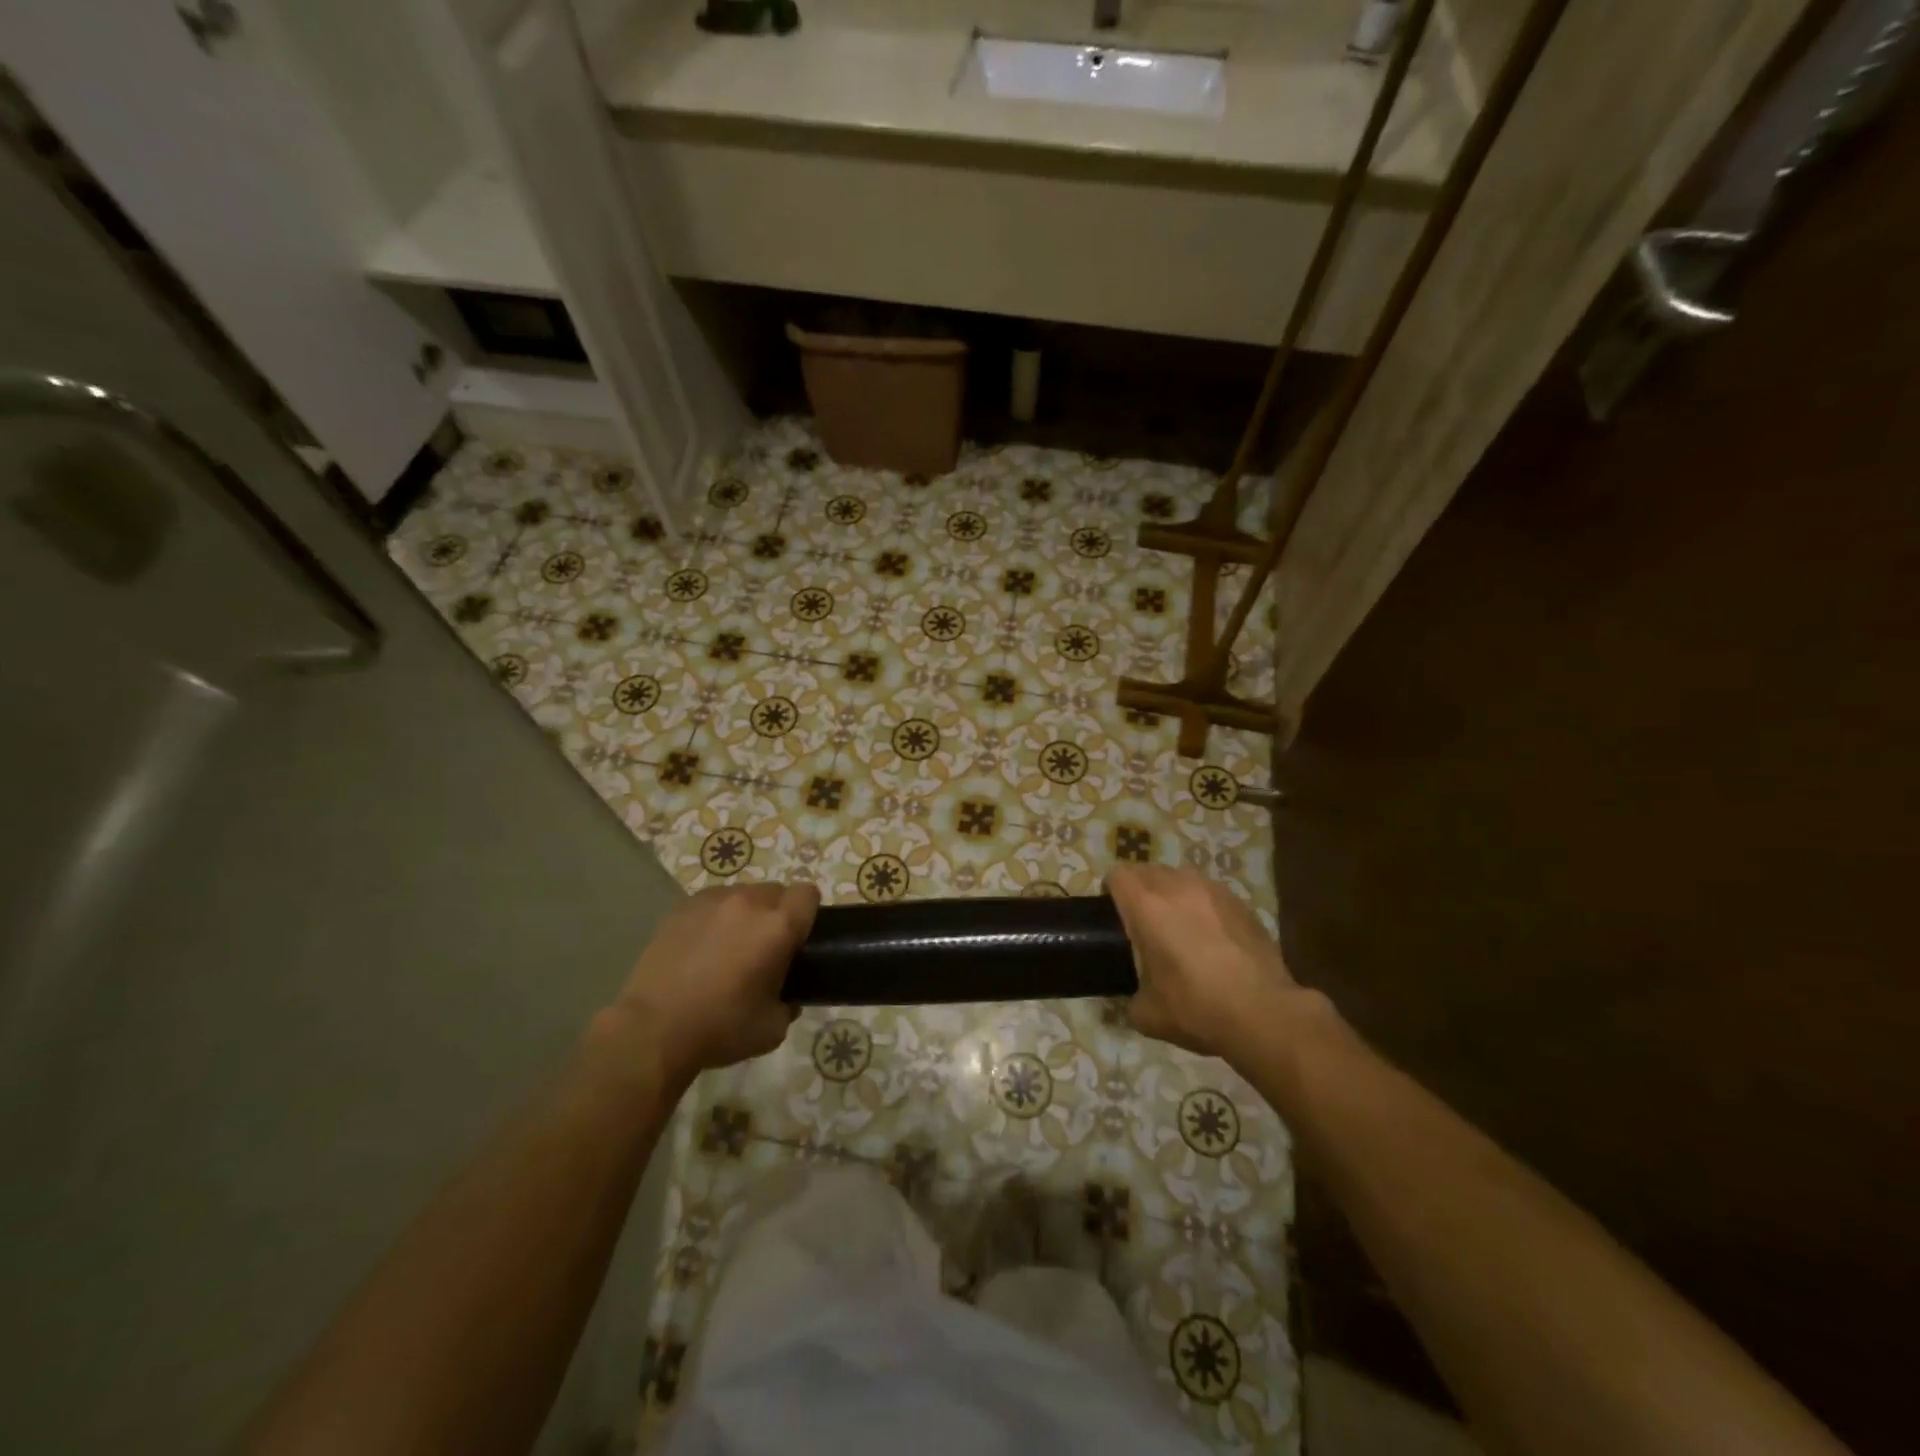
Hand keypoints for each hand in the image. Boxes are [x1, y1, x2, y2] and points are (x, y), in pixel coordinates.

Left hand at [613, 882, 818, 1084]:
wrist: (653, 1029)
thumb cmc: (720, 1027)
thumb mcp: (772, 1028)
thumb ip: (790, 1005)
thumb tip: (787, 998)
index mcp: (778, 926)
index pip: (808, 894)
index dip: (808, 913)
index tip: (798, 937)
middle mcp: (749, 902)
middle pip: (776, 891)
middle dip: (776, 913)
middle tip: (764, 948)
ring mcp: (712, 900)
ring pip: (742, 894)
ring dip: (745, 913)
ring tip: (728, 947)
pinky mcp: (681, 908)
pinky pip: (711, 902)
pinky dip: (714, 918)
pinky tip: (700, 947)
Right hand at [1107, 865, 1309, 1059]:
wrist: (1263, 1013)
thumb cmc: (1196, 1008)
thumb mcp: (1147, 1014)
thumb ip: (1130, 998)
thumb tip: (1133, 999)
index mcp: (1147, 907)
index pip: (1117, 876)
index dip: (1110, 891)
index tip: (1113, 915)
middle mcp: (1177, 888)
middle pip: (1147, 871)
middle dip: (1140, 890)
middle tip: (1143, 922)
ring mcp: (1213, 891)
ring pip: (1181, 876)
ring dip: (1172, 893)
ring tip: (1179, 924)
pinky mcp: (1240, 903)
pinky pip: (1210, 892)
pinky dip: (1203, 905)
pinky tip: (1212, 936)